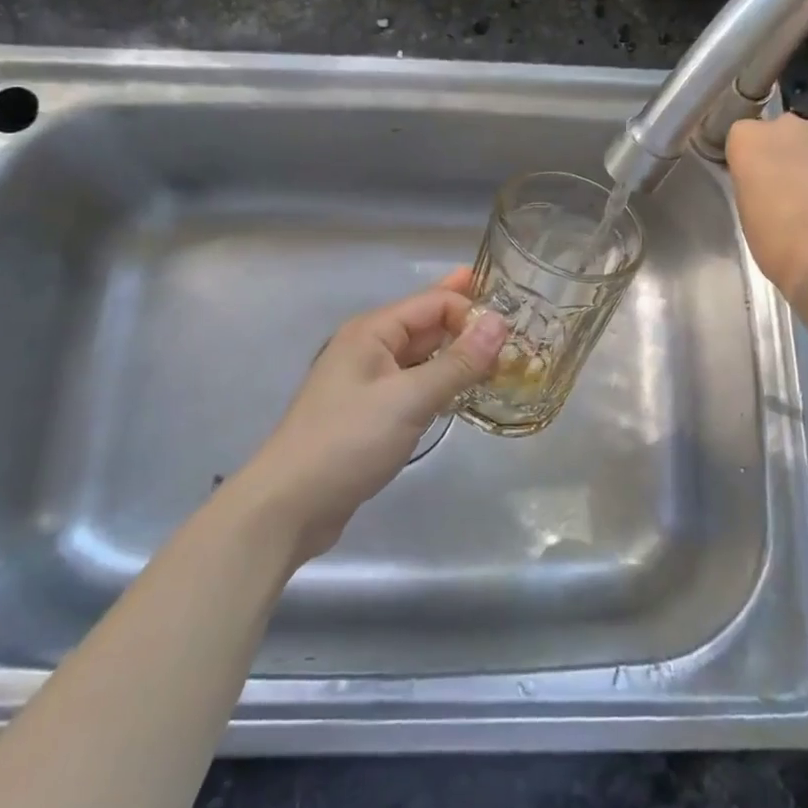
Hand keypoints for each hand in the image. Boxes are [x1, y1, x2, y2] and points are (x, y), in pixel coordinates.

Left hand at [231, 269, 507, 563]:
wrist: (290, 504)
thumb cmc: (348, 441)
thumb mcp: (409, 399)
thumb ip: (457, 363)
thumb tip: (500, 323)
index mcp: (373, 331)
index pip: (433, 303)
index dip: (471, 312)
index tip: (512, 334)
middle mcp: (370, 347)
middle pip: (427, 325)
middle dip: (467, 326)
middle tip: (517, 333)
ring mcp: (369, 381)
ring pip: (422, 357)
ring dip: (457, 356)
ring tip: (501, 360)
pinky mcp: (371, 412)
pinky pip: (414, 385)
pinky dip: (441, 383)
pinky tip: (464, 391)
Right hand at [726, 113, 807, 307]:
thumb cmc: (779, 245)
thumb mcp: (747, 210)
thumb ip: (755, 179)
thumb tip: (770, 176)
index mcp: (749, 140)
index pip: (744, 136)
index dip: (753, 159)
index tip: (759, 180)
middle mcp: (787, 124)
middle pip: (783, 131)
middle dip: (787, 152)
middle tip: (795, 186)